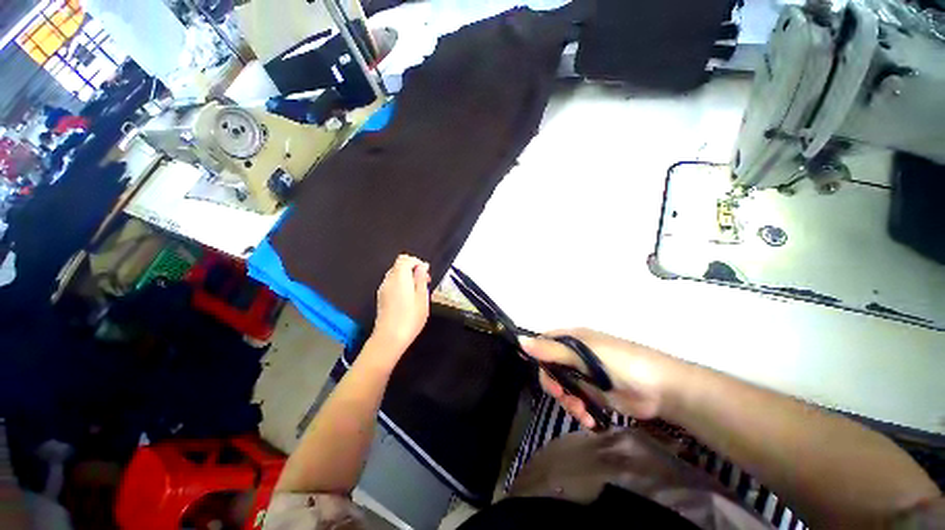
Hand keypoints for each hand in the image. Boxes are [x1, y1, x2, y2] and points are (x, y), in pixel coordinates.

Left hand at [371, 255, 430, 355]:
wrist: (389, 338)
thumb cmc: (410, 318)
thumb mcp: (422, 298)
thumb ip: (421, 279)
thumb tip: (422, 266)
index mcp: (400, 277)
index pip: (405, 259)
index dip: (417, 263)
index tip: (427, 274)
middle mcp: (388, 280)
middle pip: (399, 265)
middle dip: (412, 269)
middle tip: (424, 282)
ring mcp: (383, 289)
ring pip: (395, 274)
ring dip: (407, 277)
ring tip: (417, 291)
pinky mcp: (381, 297)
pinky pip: (391, 283)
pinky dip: (400, 284)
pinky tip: (408, 298)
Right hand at [519, 329, 687, 427]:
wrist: (662, 389)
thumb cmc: (621, 363)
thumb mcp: (583, 354)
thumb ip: (552, 350)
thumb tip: (521, 340)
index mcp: (572, 339)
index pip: (544, 344)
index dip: (538, 357)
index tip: (543, 373)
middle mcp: (575, 355)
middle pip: (551, 368)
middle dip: (554, 385)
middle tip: (563, 397)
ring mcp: (585, 375)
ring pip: (562, 387)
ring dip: (567, 401)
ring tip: (581, 413)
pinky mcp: (594, 393)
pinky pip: (576, 401)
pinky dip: (579, 411)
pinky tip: (588, 419)